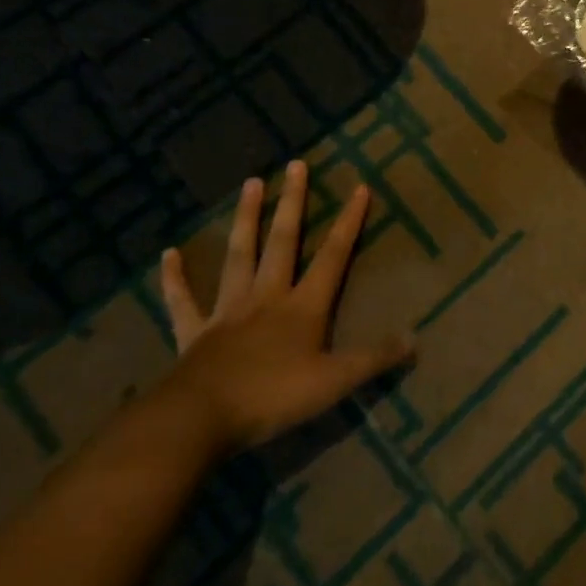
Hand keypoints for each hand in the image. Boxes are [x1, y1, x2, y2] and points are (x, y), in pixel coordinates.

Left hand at [158, 160, 414, 452]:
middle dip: (293, 203)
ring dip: (246, 219)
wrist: (200, 420)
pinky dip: (175, 278)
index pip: (333, 256)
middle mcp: (267, 297)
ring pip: (239, 255)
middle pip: (283, 241)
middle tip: (296, 164)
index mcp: (303, 307)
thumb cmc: (272, 398)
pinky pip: (183, 300)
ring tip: (251, 183)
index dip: (348, 222)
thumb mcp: (334, 382)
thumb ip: (375, 359)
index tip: (359, 188)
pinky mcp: (194, 332)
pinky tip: (169, 254)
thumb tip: (417, 340)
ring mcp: (228, 311)